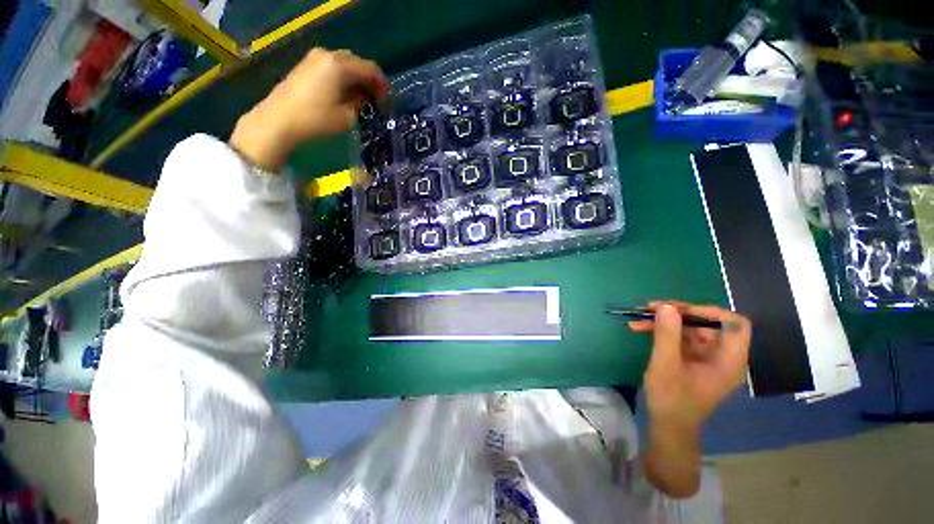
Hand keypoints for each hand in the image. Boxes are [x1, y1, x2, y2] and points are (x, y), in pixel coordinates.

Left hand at [230, 48, 389, 171]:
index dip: (382, 83)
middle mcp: (328, 55)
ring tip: (361, 97)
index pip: (370, 68)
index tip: (387, 99)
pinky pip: (331, 66)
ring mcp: (314, 58)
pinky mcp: (305, 65)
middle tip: (375, 98)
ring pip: (344, 63)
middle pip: (356, 62)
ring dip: (355, 78)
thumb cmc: (316, 119)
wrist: (279, 120)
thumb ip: (360, 103)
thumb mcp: (347, 117)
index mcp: (340, 66)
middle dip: (369, 79)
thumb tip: (363, 98)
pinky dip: (342, 77)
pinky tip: (344, 92)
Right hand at [630, 302, 750, 433]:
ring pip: (691, 328)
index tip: (680, 310)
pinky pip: (681, 337)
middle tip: (651, 308)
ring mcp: (707, 357)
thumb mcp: (666, 365)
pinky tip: (640, 328)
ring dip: (665, 321)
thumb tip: (666, 306)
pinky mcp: (693, 359)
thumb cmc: (671, 399)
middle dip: (678, 313)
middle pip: (708, 323)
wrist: (668, 425)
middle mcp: (723, 355)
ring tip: (639, 316)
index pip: (735, 324)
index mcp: (729, 360)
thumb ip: (667, 335)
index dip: (710, 312)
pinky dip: (663, 331)